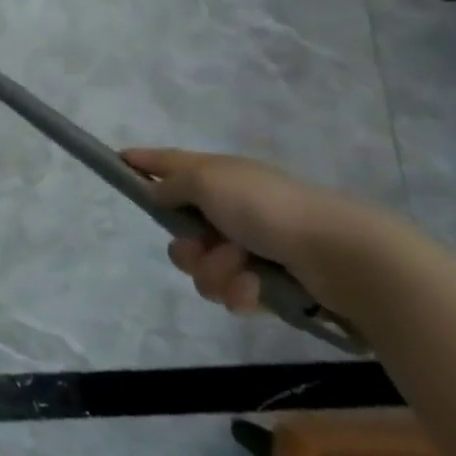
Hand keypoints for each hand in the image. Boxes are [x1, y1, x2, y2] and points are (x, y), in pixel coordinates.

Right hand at [122, 147, 386, 315]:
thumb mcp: (207, 180)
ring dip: (215, 272)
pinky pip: (231, 293)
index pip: (169, 163)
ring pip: (202, 268)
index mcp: (217, 177)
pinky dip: (240, 292)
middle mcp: (230, 209)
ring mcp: (250, 247)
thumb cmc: (266, 207)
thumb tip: (158, 191)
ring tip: (242, 271)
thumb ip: (173, 184)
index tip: (118, 161)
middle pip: (180, 231)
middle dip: (186, 247)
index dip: (143, 161)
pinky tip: (258, 289)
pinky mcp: (268, 283)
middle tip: (202, 246)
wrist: (338, 255)